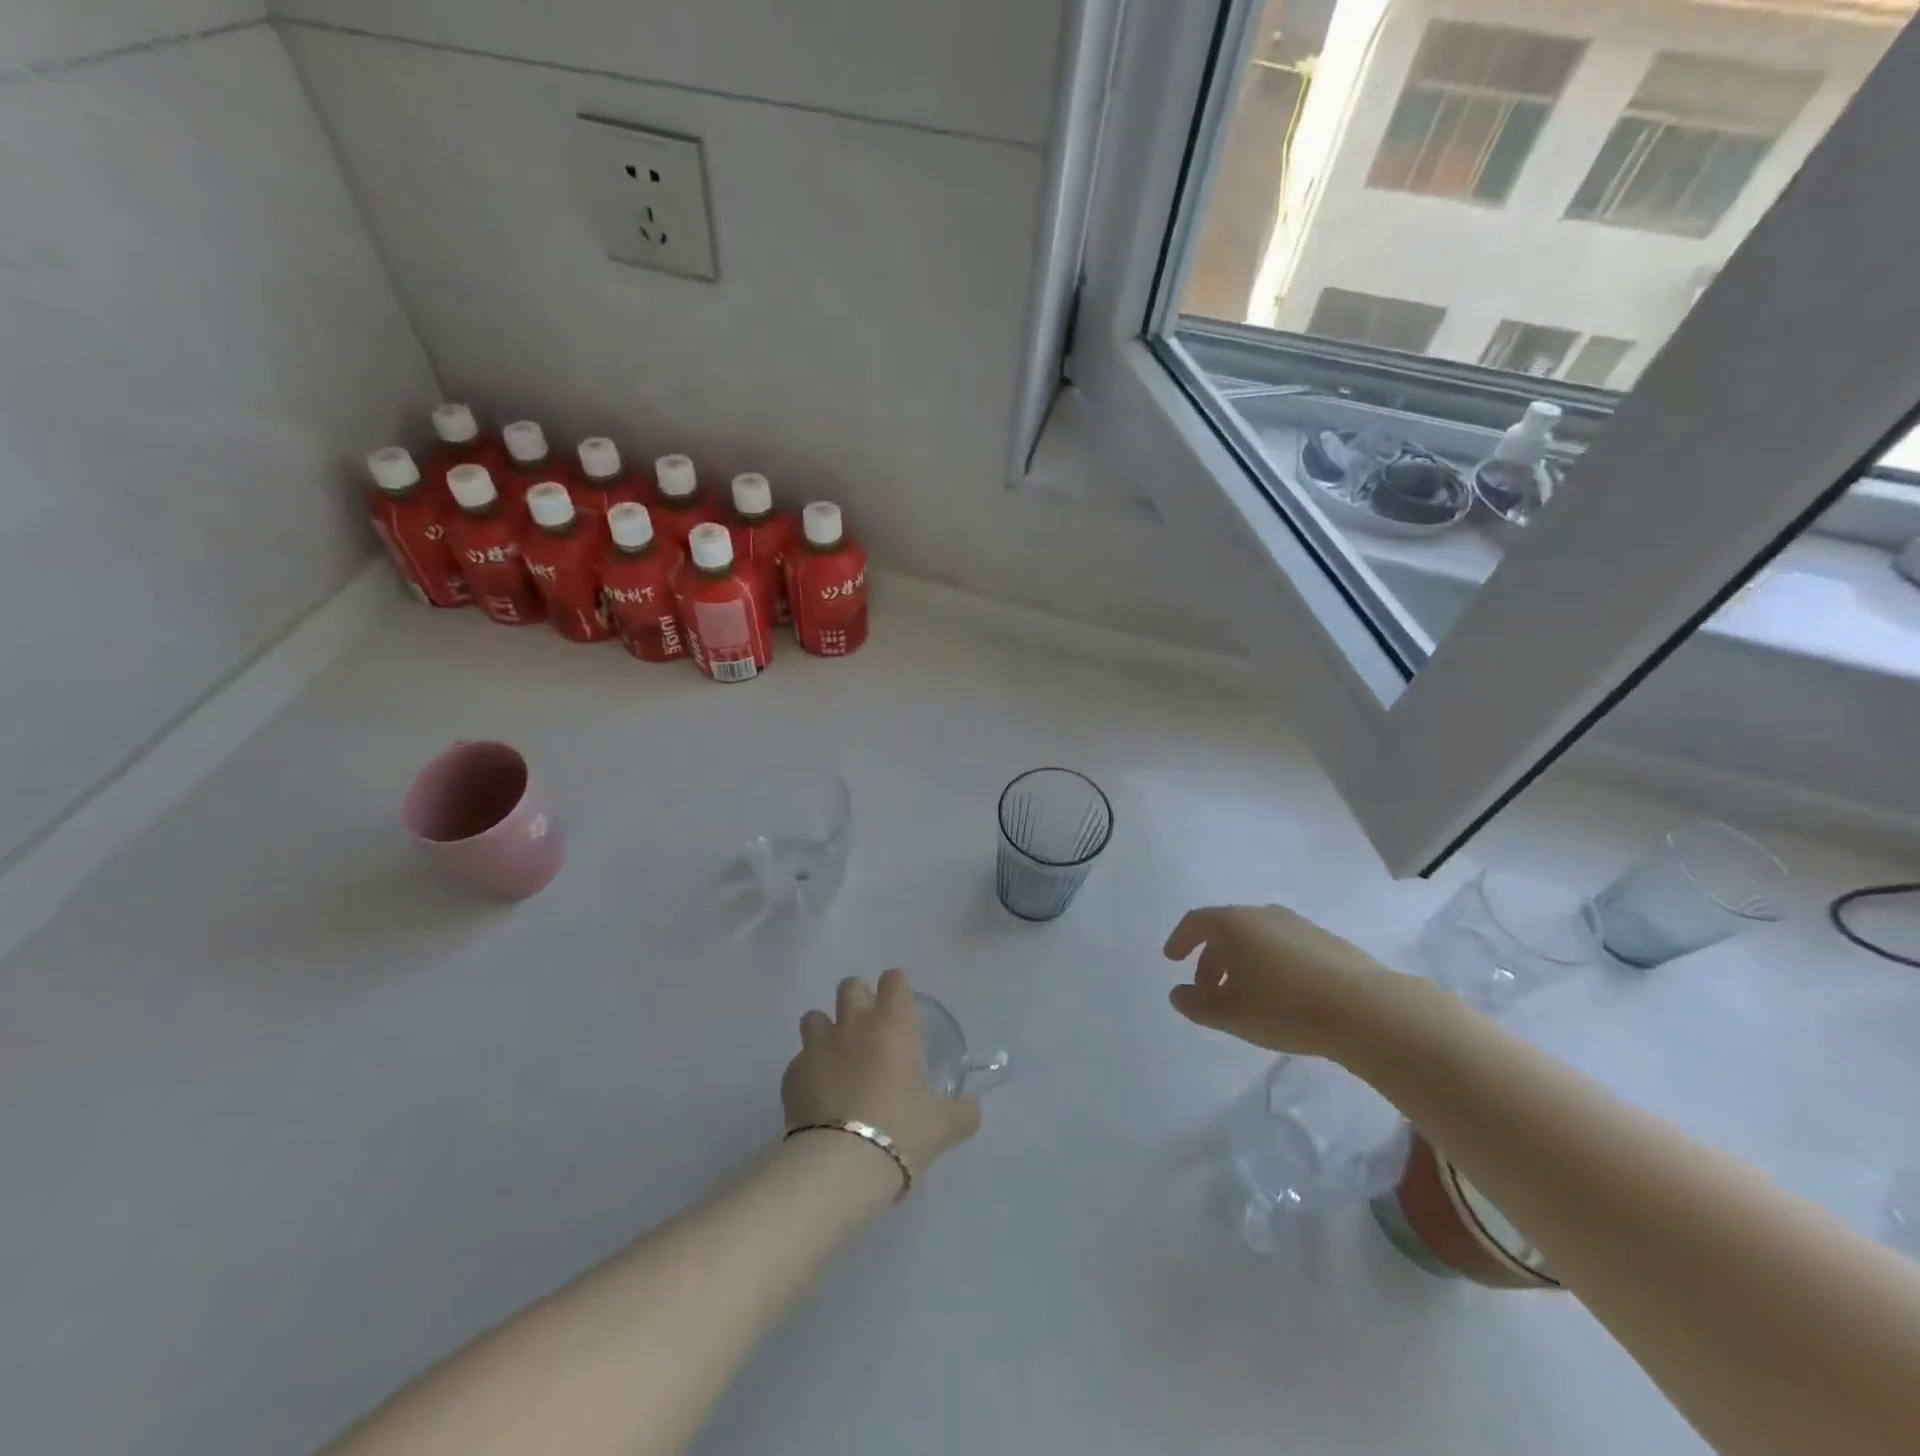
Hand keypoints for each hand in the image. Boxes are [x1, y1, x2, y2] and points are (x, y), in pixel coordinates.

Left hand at [782, 969, 981, 1177]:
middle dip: (858, 1000)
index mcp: (893, 1026)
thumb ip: (962, 1112)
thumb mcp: (944, 1126)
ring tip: (837, 1059)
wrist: (840, 1165)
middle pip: (850, 986)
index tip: (901, 1008)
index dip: (897, 989)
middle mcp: (853, 1025)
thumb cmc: (901, 1131)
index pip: (894, 980)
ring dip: (826, 1030)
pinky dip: (808, 1072)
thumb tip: (972, 1108)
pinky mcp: (791, 1076)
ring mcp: (817, 1047)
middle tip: (870, 1031)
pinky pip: (799, 1061)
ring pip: (814, 1017)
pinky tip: (818, 1097)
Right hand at [1164, 904, 1416, 1060]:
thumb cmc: (1283, 1007)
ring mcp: (1297, 924)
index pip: (1196, 922)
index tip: (1172, 959)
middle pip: (1225, 930)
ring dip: (1242, 962)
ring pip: (1256, 938)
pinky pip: (1284, 946)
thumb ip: (1196, 1005)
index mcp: (1233, 924)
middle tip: (1207, 993)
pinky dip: (1270, 964)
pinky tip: (1281, 994)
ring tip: (1245, 996)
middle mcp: (1262, 914)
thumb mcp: (1229, 1014)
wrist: (1364, 1008)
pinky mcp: (1326, 940)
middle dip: (1211, 960)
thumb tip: (1178, 994)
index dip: (1180, 940)